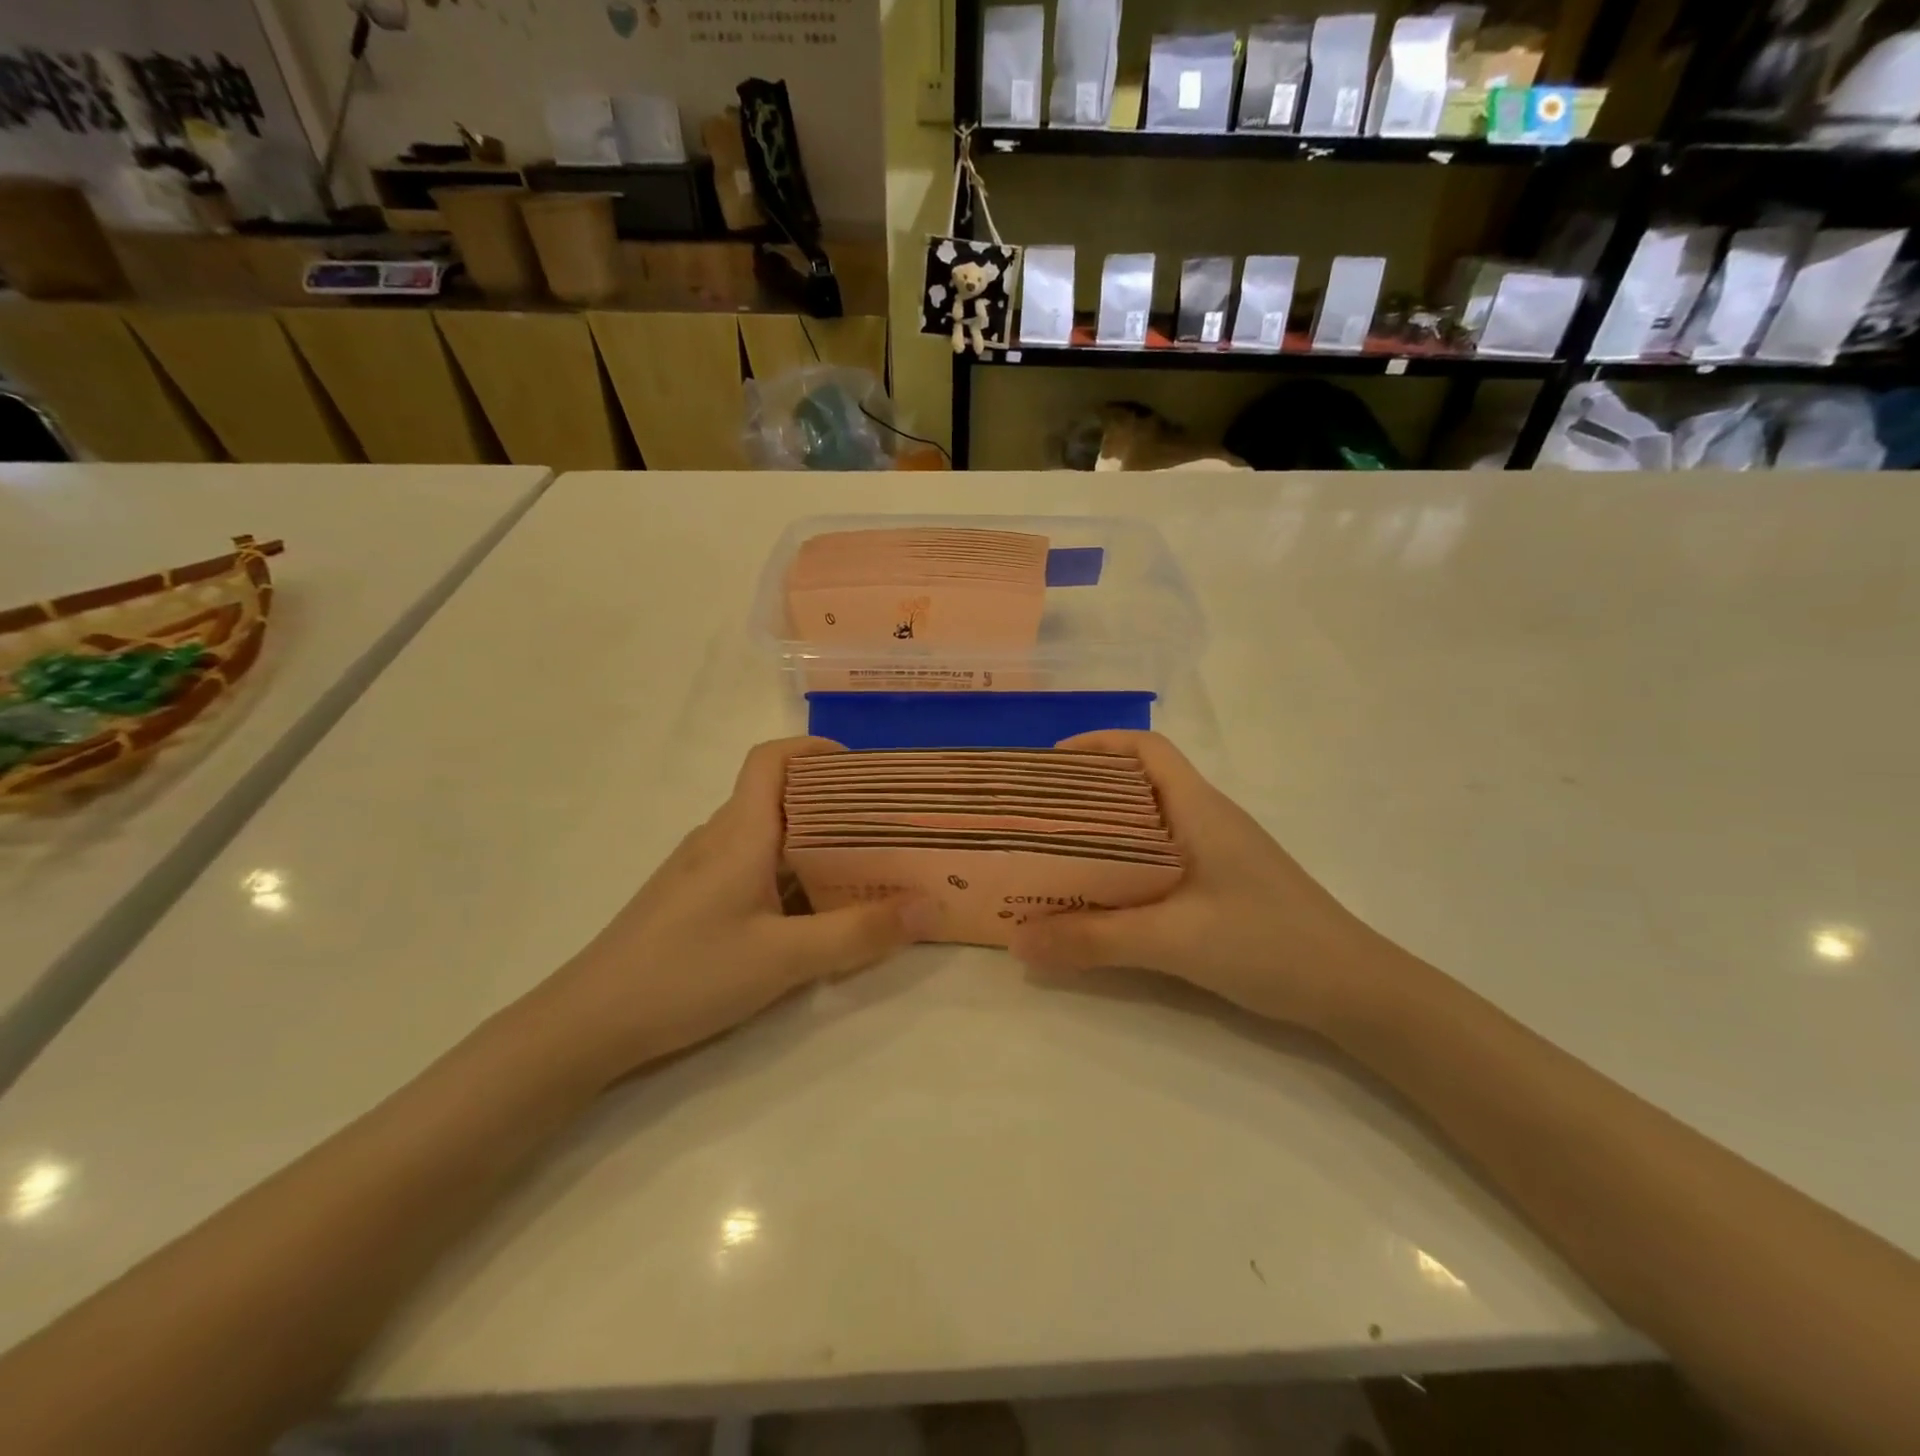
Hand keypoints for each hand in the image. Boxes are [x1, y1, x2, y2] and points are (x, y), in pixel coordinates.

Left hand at [534, 738, 928, 1080]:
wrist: (588, 1024)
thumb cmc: (687, 974)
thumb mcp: (784, 958)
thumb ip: (859, 932)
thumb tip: (931, 905)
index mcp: (739, 832)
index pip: (772, 759)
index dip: (815, 749)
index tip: (865, 769)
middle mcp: (720, 838)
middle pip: (779, 795)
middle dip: (834, 802)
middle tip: (887, 824)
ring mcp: (703, 870)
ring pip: (768, 836)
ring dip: (815, 842)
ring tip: (865, 866)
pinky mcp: (695, 900)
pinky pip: (754, 868)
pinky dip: (791, 873)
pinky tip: (814, 911)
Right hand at [1007, 731, 1399, 1030]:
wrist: (1356, 990)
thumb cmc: (1268, 944)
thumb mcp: (1173, 940)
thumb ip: (1093, 939)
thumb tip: (1017, 940)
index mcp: (1199, 808)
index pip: (1147, 748)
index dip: (1097, 745)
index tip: (1049, 766)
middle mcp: (1208, 818)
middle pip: (1139, 782)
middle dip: (1086, 791)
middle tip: (1036, 817)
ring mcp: (1220, 852)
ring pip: (1149, 822)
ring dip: (1104, 831)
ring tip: (1056, 855)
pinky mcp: (1224, 883)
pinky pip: (1162, 856)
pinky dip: (1126, 863)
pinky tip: (1105, 895)